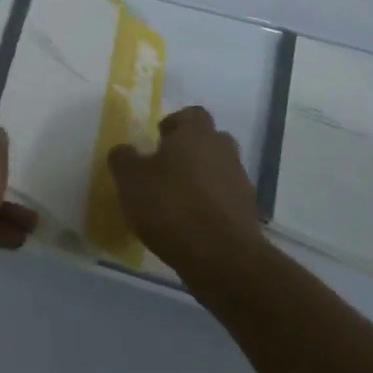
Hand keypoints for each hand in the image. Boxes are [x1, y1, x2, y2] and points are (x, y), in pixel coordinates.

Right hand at [109, 106, 263, 282]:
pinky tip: (193, 226)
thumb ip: (123, 159)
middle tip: (167, 169)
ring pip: (220, 171)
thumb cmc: (171, 206)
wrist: (222, 258)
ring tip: (178, 201)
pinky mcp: (248, 215)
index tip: (158, 141)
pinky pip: (226, 201)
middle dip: (191, 152)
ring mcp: (240, 183)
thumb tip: (124, 150)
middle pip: (210, 141)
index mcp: (197, 133)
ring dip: (203, 181)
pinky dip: (212, 207)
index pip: (191, 114)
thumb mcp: (131, 180)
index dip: (175, 124)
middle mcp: (223, 150)